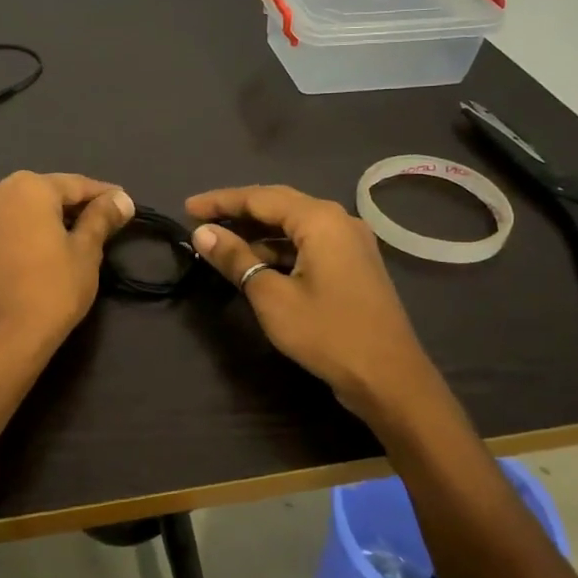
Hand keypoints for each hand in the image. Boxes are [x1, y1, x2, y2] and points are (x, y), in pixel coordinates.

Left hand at [0, 172, 134, 366]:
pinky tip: (41, 246)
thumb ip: (102, 217)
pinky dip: (25, 229)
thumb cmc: (54, 289)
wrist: (6, 337)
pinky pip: (5, 224)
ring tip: (73, 233)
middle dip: (73, 203)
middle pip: (46, 191)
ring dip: (47, 215)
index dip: (103, 194)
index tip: (124, 203)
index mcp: (28, 187)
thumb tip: (121, 199)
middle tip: (102, 219)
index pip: (75, 184)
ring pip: (22, 206)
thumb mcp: (86, 250)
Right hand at [185, 184, 439, 422]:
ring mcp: (350, 243)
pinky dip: (279, 250)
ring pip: (294, 226)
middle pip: (278, 205)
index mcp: (320, 220)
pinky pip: (308, 244)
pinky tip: (256, 264)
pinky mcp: (353, 265)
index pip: (260, 197)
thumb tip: (201, 233)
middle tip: (201, 220)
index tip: (187, 208)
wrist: (390, 380)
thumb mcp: (272, 296)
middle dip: (238, 212)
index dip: (220, 201)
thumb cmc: (328, 333)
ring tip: (221, 244)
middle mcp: (338, 221)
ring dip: (257, 233)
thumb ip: (236, 259)